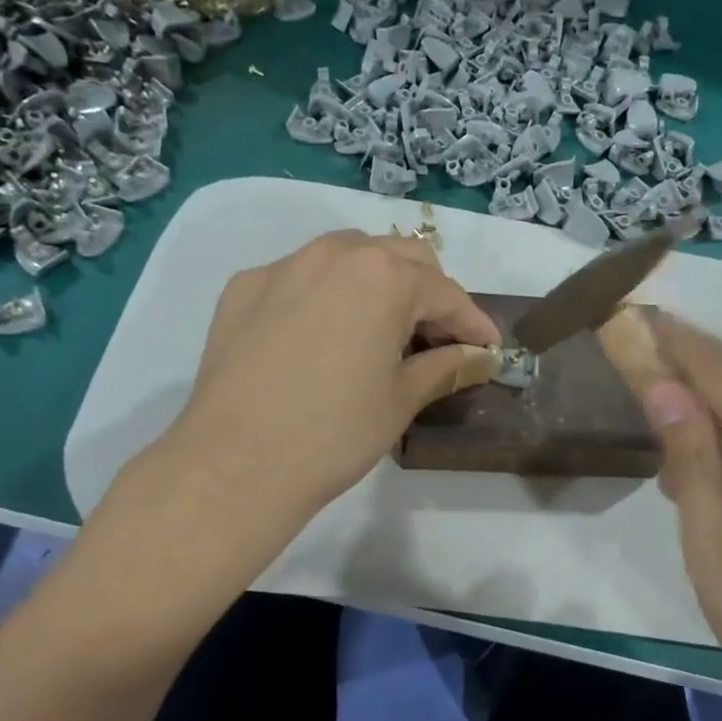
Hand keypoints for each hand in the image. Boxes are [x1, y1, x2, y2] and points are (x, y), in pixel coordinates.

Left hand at [166, 230, 499, 525]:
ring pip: (348, 255)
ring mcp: (283, 266)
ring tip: (383, 326)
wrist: (233, 465)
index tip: (487, 348)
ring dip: (377, 281)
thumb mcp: (401, 400)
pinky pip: (300, 275)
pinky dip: (326, 292)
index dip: (472, 322)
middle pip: (400, 256)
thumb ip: (445, 366)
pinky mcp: (244, 287)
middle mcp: (334, 254)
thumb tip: (476, 356)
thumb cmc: (334, 434)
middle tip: (438, 337)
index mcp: (382, 277)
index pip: (444, 292)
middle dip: (428, 292)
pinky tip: (322, 333)